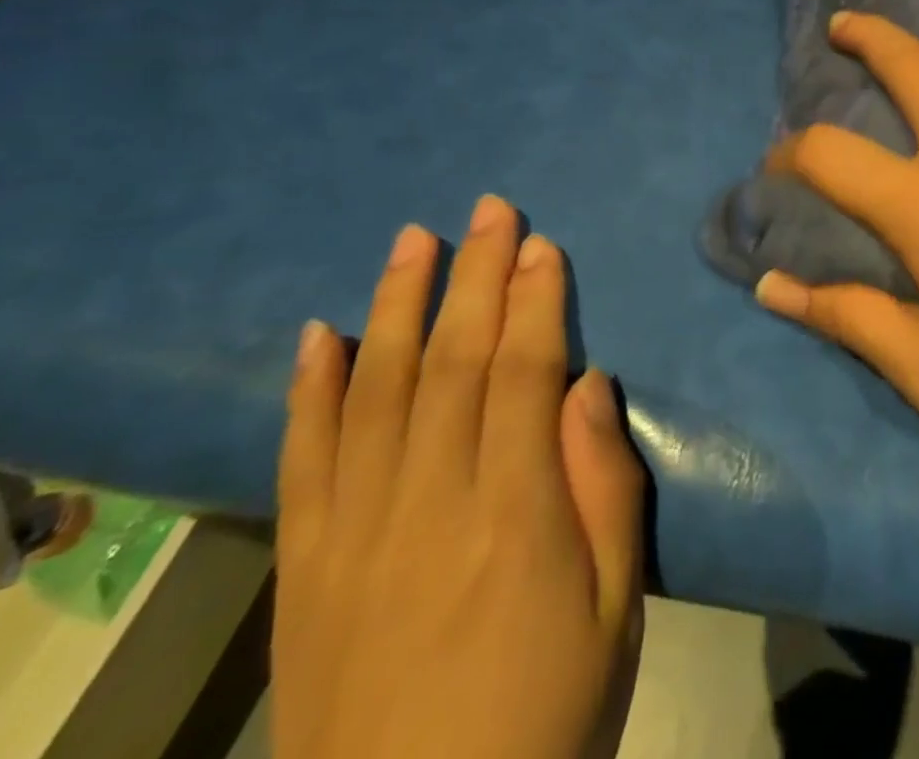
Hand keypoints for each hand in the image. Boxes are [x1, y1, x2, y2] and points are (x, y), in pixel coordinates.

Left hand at [275, 196, 645, 758]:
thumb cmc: (547, 714)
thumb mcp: (616, 608)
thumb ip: (606, 488)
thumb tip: (589, 385)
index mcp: (516, 513)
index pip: (523, 374)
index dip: (535, 301)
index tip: (540, 244)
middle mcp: (430, 503)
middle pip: (454, 363)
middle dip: (476, 277)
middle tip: (489, 209)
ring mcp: (356, 534)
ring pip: (376, 391)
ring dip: (398, 305)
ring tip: (414, 239)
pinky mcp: (305, 570)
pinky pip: (302, 463)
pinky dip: (309, 392)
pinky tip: (320, 334)